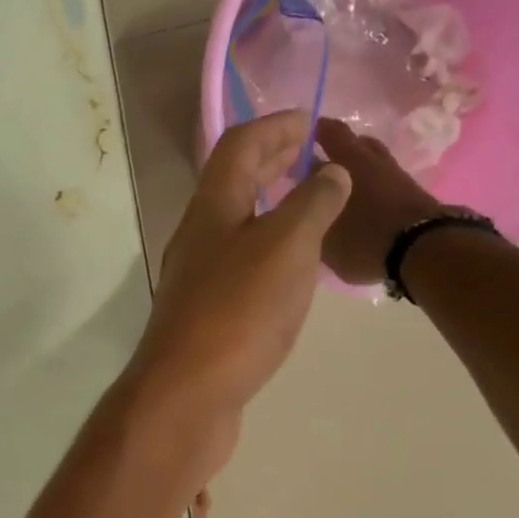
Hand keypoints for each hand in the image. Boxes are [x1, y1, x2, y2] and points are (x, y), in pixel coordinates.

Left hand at [124, 111, 349, 463]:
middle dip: (272, 163)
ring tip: (310, 209)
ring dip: (271, 210)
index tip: (313, 121)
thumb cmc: (237, 313)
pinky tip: (291, 272)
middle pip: (233, 185)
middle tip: (312, 156)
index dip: (276, 125)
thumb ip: (312, 204)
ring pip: (236, 228)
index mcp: (212, 208)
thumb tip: (331, 172)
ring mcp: (198, 282)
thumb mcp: (286, 247)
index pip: (240, 145)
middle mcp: (198, 239)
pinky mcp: (206, 319)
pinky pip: (240, 267)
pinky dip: (268, 253)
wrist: (187, 396)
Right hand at [314, 118, 442, 286]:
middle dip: (335, 148)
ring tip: (340, 185)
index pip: (328, 134)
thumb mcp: (324, 237)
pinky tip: (362, 201)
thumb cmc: (364, 240)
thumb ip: (310, 216)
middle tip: (319, 163)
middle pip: (353, 142)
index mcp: (347, 161)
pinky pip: (383, 178)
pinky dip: (370, 183)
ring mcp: (395, 173)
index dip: (314, 133)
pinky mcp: (411, 190)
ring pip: (371, 159)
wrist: (423, 249)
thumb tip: (302, 202)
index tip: (300, 140)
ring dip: (355, 166)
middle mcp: (371, 159)